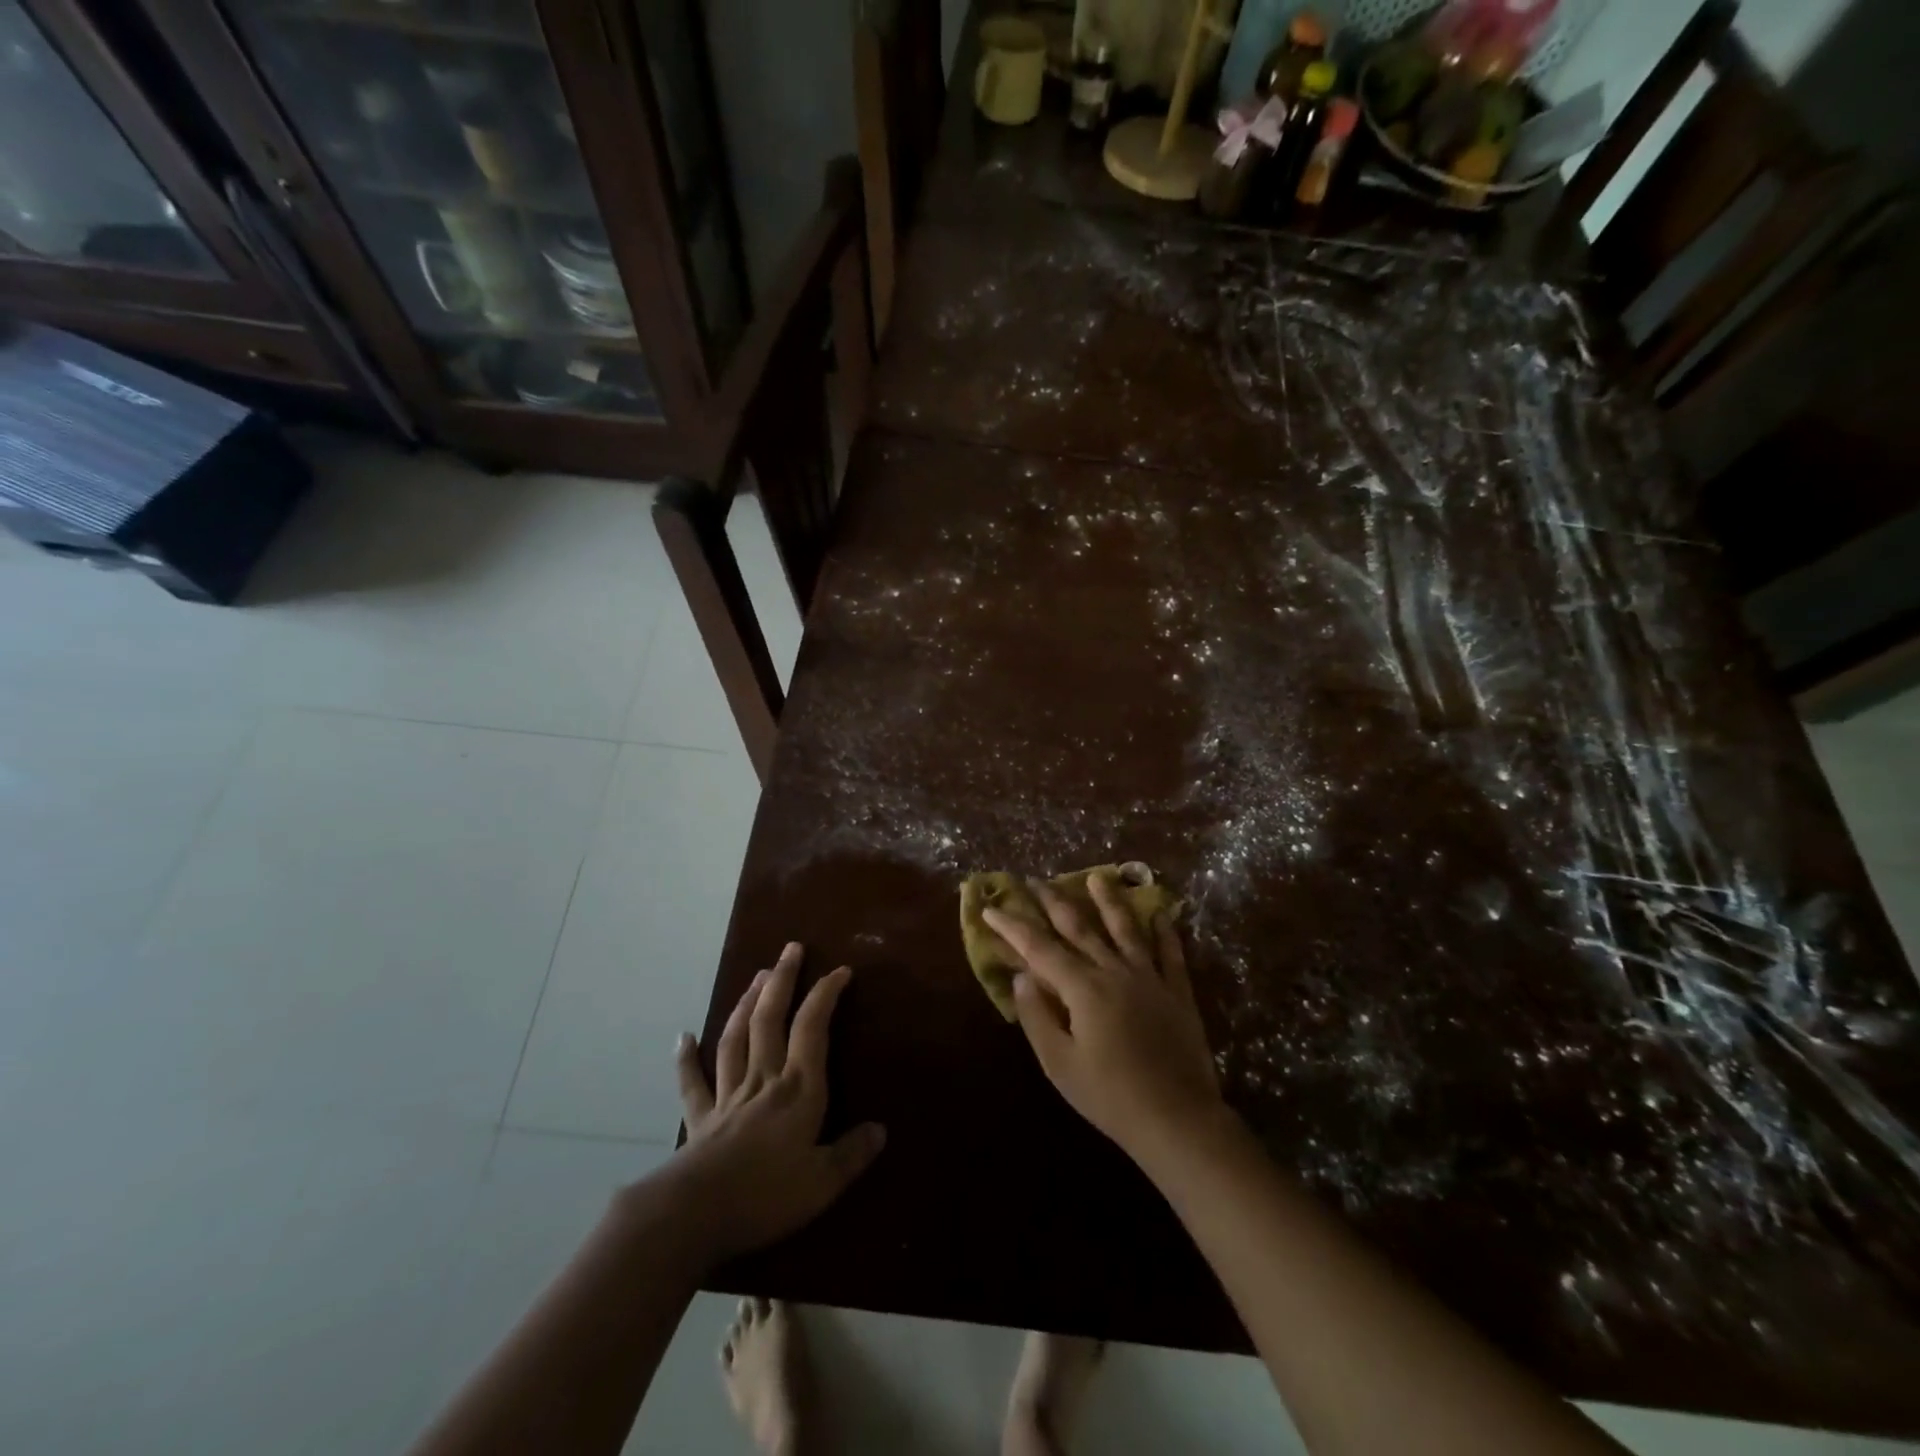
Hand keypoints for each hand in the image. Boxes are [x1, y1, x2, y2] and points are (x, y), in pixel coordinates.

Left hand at [665, 943, 885, 1266]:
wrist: (694, 1215)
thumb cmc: (766, 1195)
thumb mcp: (823, 1182)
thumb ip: (852, 1154)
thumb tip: (880, 1130)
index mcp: (798, 1089)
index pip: (813, 1028)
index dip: (826, 994)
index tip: (840, 970)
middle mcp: (763, 1080)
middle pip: (770, 1019)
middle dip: (782, 980)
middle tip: (790, 948)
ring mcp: (727, 1096)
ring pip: (737, 1038)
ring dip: (747, 1003)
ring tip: (756, 976)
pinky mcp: (700, 1119)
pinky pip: (692, 1083)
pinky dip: (686, 1059)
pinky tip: (682, 1037)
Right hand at [984, 874, 1227, 1163]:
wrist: (1177, 1120)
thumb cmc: (1110, 1096)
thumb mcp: (1060, 1065)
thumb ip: (1037, 1016)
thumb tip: (1021, 976)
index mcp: (1083, 988)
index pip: (1039, 948)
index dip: (1013, 926)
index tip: (991, 908)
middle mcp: (1114, 971)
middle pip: (1079, 927)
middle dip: (1053, 901)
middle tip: (1035, 880)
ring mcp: (1150, 978)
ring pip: (1126, 929)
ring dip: (1108, 901)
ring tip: (1097, 877)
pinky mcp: (1178, 992)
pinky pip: (1171, 953)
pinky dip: (1164, 930)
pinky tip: (1160, 913)